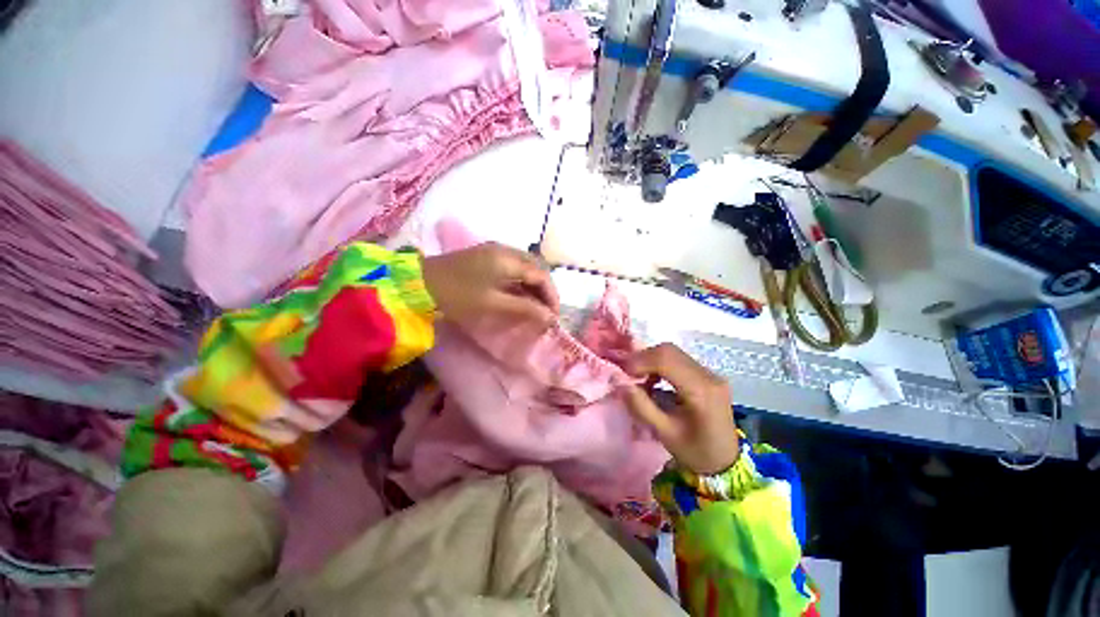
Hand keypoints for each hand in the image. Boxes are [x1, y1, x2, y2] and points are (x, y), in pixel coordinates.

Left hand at [421, 242, 559, 330]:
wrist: (418, 284)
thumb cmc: (457, 295)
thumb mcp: (493, 304)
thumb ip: (525, 308)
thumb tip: (550, 317)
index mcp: (509, 259)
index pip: (542, 275)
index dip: (552, 296)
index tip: (554, 317)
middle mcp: (506, 250)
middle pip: (536, 268)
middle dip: (545, 290)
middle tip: (546, 312)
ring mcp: (495, 251)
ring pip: (525, 267)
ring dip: (534, 286)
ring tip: (536, 307)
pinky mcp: (486, 256)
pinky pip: (513, 267)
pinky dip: (521, 282)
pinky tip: (519, 295)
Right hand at [620, 343, 738, 474]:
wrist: (725, 462)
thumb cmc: (695, 453)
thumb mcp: (664, 433)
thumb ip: (640, 405)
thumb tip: (618, 381)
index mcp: (701, 391)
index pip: (666, 360)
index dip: (640, 361)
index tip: (622, 373)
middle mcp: (709, 376)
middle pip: (669, 351)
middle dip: (643, 358)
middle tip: (627, 375)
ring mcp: (710, 373)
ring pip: (672, 352)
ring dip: (650, 360)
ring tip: (638, 378)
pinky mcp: (707, 375)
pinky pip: (678, 359)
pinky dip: (660, 364)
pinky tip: (653, 380)